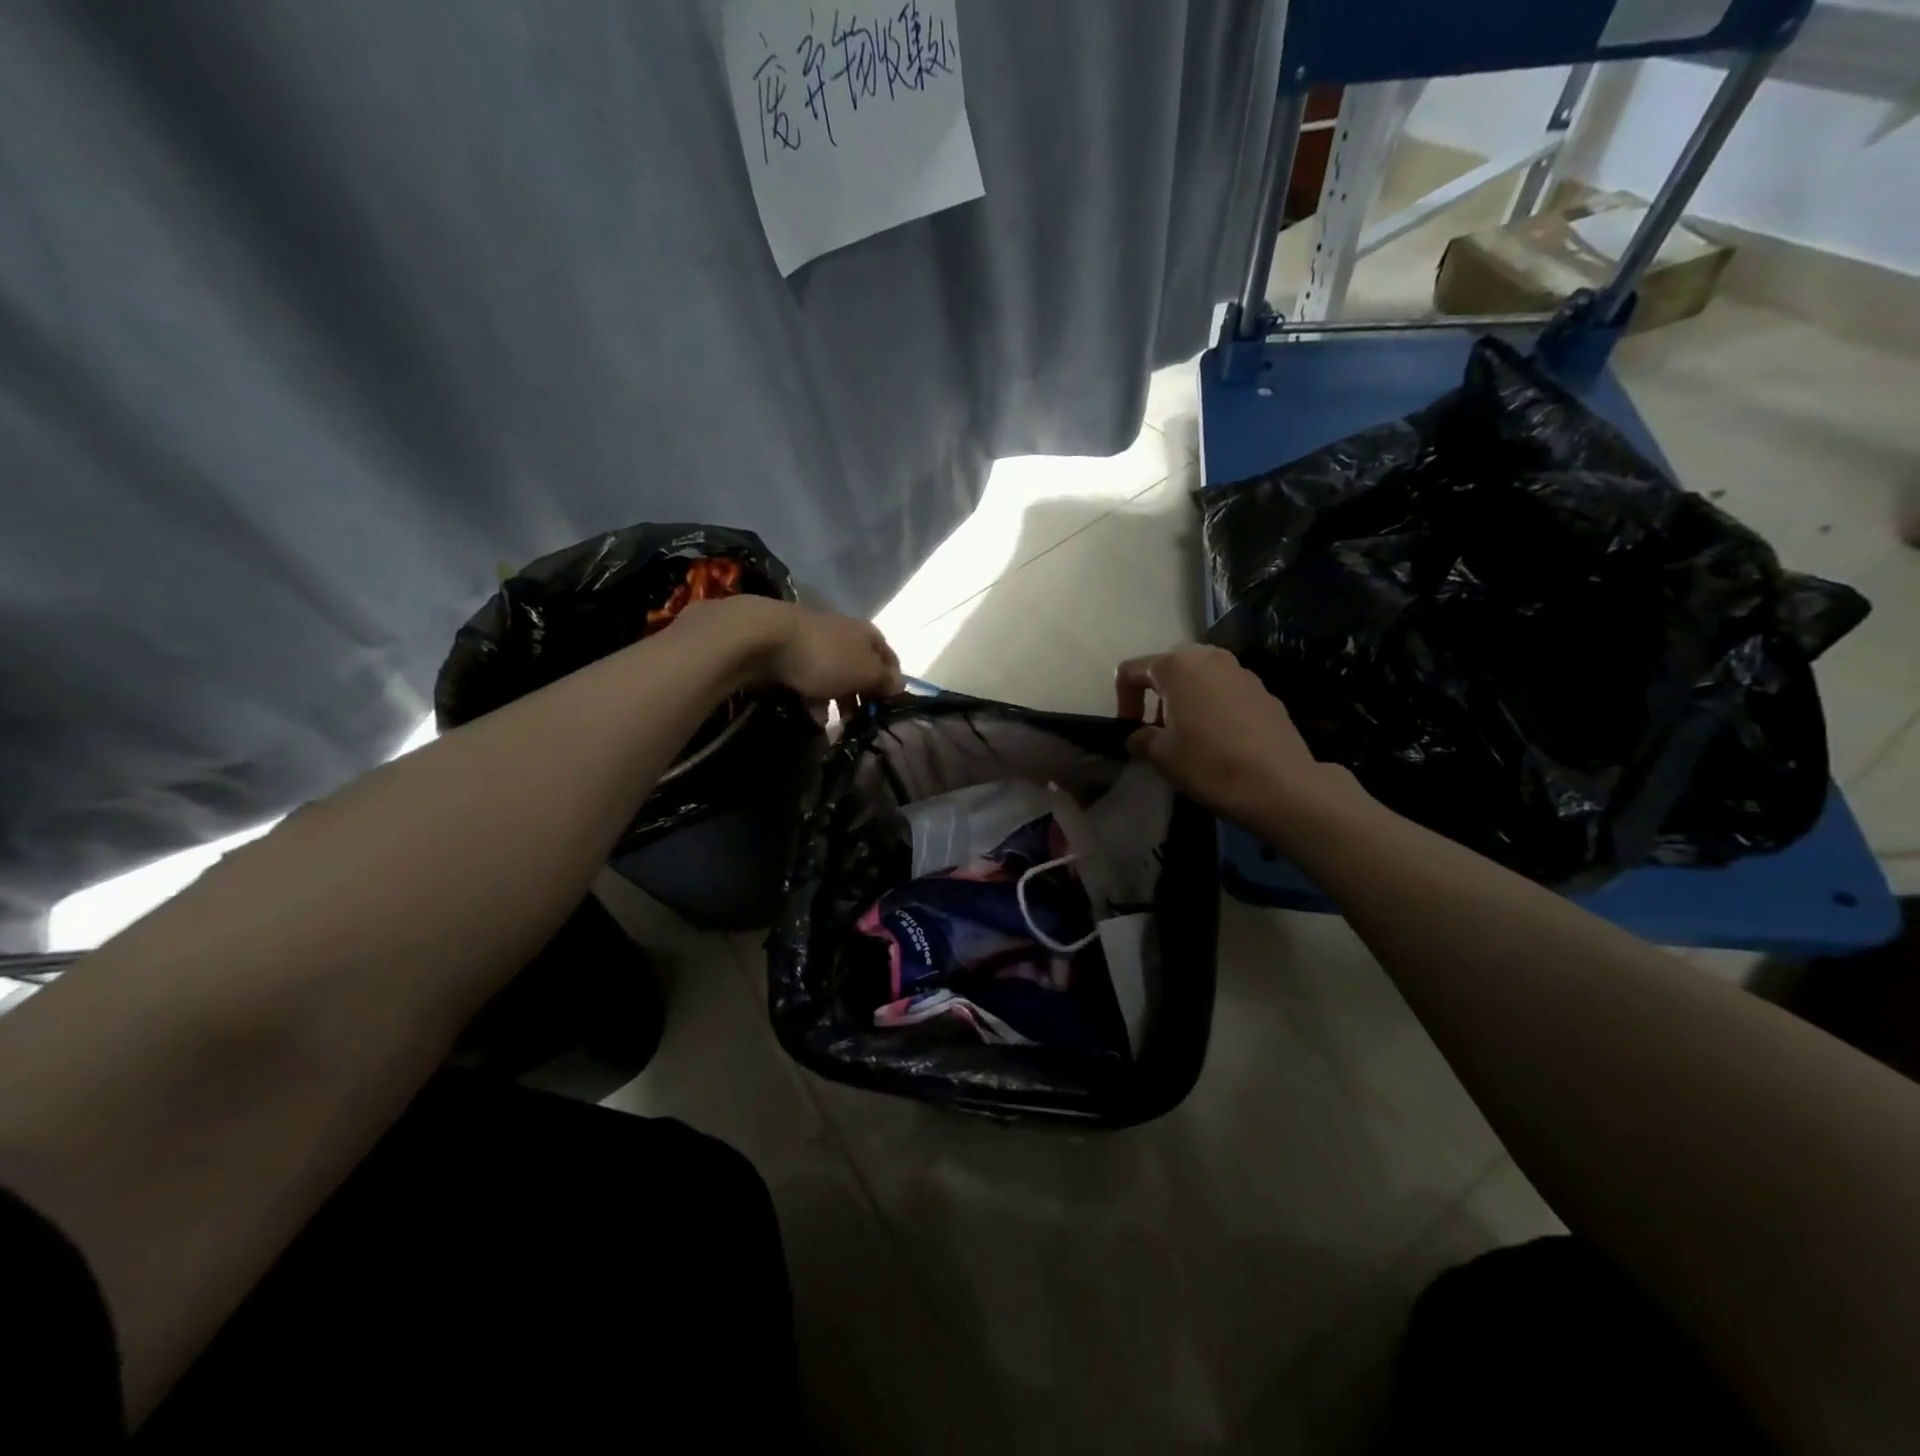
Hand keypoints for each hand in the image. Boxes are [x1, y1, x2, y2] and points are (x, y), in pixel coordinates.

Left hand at [684, 596, 903, 704]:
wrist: (764, 639)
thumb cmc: (825, 657)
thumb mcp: (864, 672)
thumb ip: (883, 680)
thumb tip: (898, 685)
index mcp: (867, 634)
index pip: (889, 659)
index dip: (892, 683)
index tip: (889, 709)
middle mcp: (843, 634)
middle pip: (860, 669)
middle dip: (861, 697)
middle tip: (860, 723)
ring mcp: (813, 643)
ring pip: (833, 677)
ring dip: (836, 702)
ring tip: (834, 727)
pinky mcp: (787, 655)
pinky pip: (807, 681)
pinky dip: (812, 699)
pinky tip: (811, 718)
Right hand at [1115, 646, 1358, 827]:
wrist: (1279, 784)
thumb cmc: (1209, 763)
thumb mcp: (1161, 755)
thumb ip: (1141, 738)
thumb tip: (1139, 736)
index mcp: (1176, 666)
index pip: (1131, 671)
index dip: (1122, 700)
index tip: (1129, 729)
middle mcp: (1208, 657)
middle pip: (1169, 667)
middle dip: (1156, 695)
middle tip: (1157, 728)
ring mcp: (1241, 672)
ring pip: (1200, 677)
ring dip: (1186, 699)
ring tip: (1189, 734)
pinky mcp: (1265, 691)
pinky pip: (1226, 691)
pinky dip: (1214, 706)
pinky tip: (1220, 739)